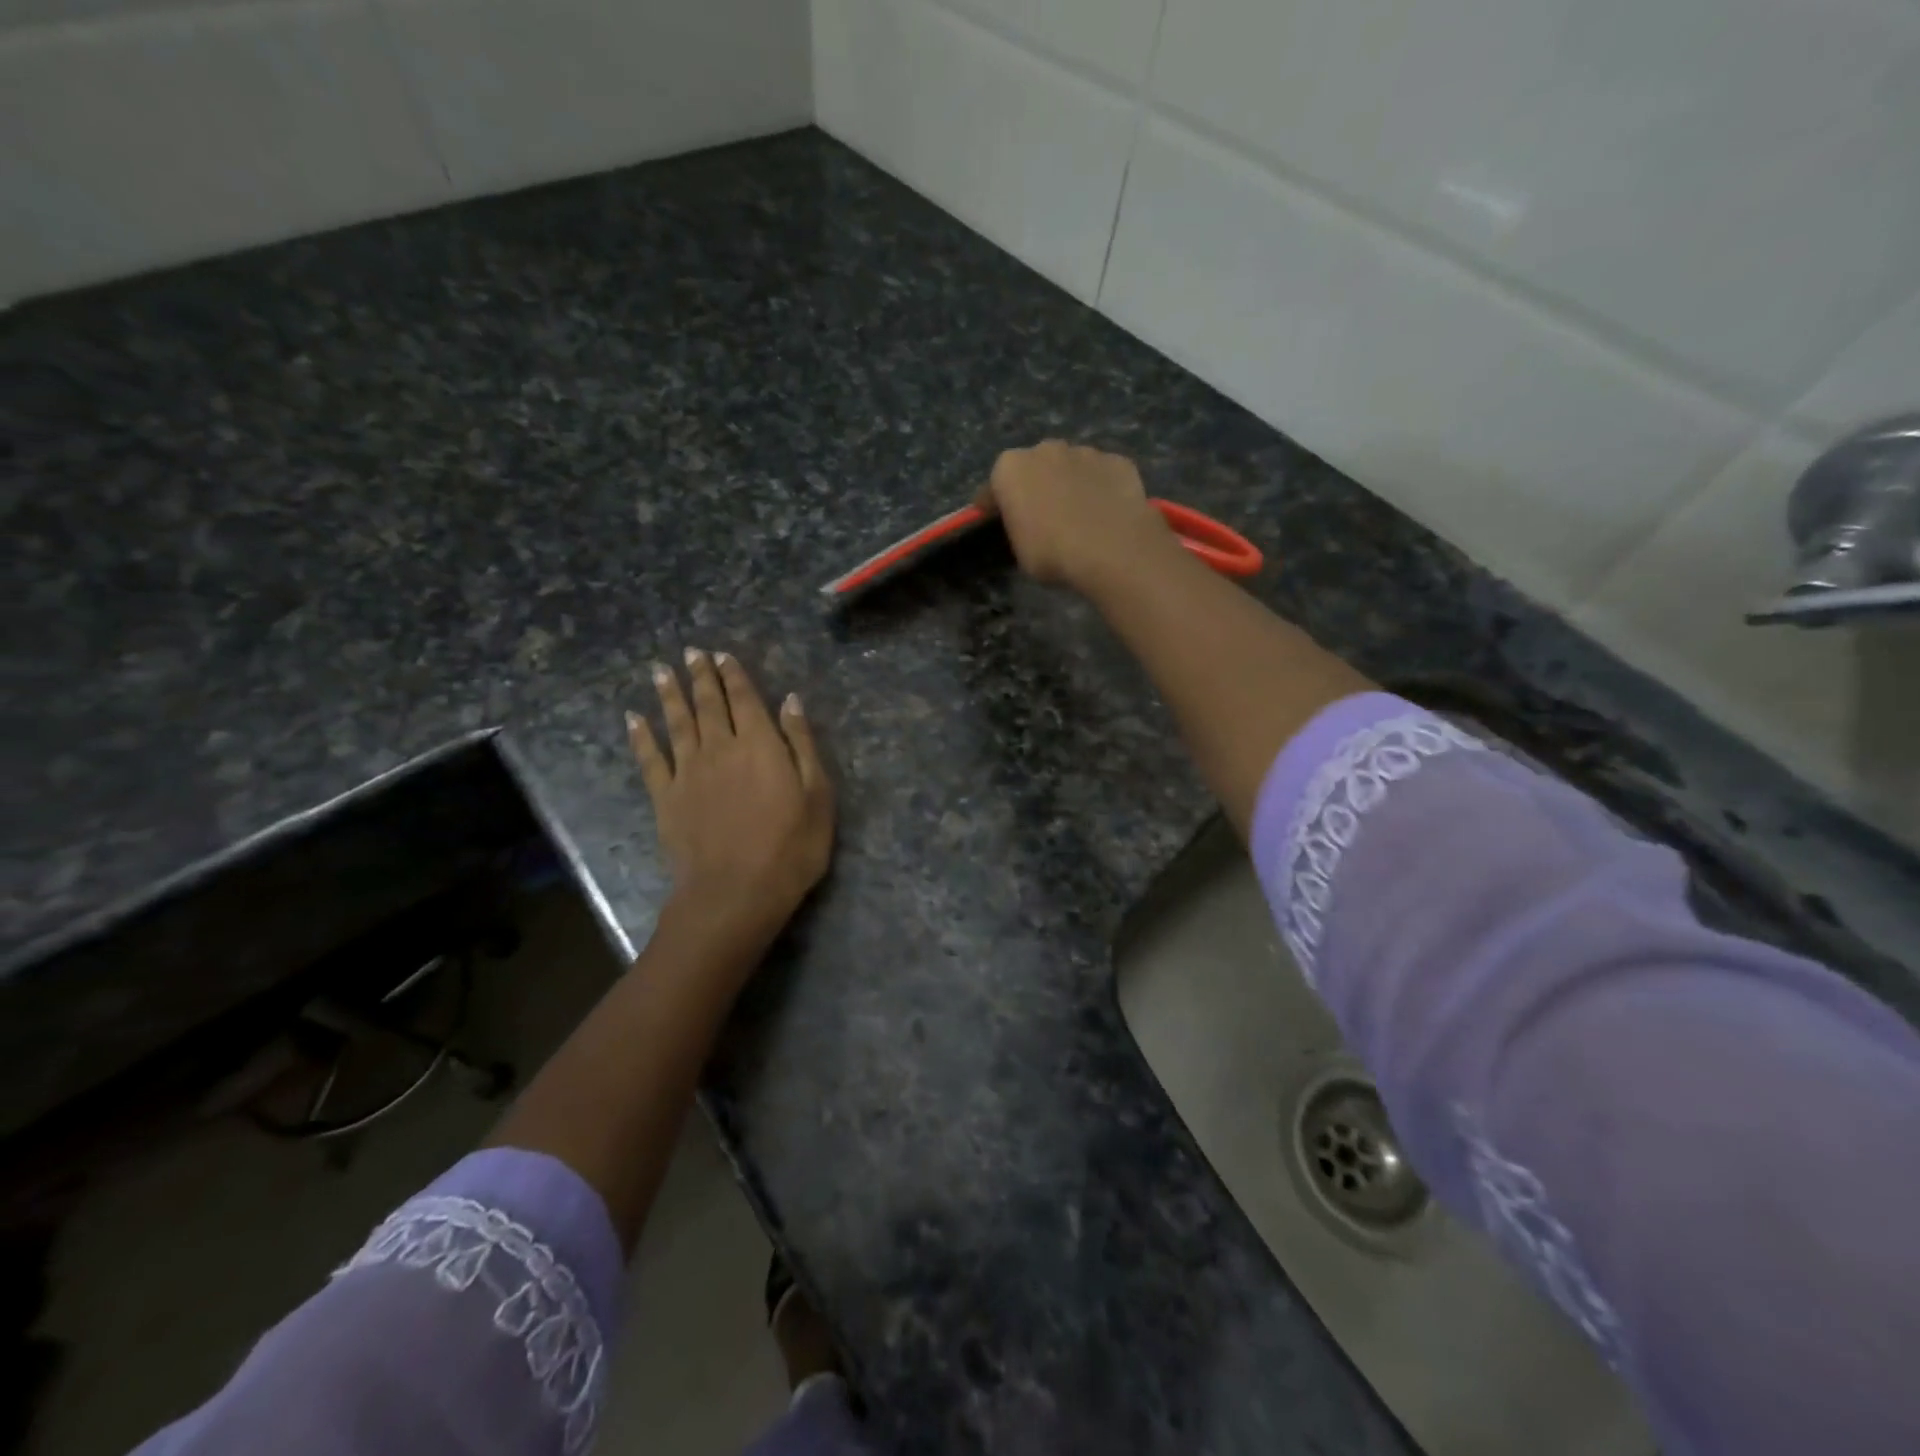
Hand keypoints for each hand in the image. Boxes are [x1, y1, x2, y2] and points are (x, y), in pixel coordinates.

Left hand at [627, 649, 834, 959]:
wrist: (735, 893)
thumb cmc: (790, 848)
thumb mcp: (817, 796)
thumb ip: (802, 744)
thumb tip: (791, 701)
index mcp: (760, 745)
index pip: (745, 700)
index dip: (734, 675)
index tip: (722, 655)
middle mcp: (721, 748)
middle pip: (709, 704)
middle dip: (701, 676)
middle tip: (692, 653)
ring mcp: (688, 772)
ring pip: (677, 723)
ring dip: (670, 695)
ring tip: (662, 671)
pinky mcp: (666, 798)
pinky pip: (650, 759)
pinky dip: (641, 736)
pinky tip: (633, 718)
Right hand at [974, 440, 1173, 592]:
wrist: (1111, 549)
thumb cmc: (1052, 553)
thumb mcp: (1020, 552)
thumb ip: (1019, 529)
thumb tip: (1029, 526)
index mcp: (1010, 469)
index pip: (993, 488)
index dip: (994, 508)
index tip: (998, 523)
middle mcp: (1045, 449)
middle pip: (1034, 468)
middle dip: (1036, 487)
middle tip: (1043, 517)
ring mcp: (1085, 451)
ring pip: (1071, 467)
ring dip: (1070, 484)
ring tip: (1080, 515)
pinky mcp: (1118, 461)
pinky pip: (1102, 475)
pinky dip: (1101, 489)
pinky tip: (1106, 513)